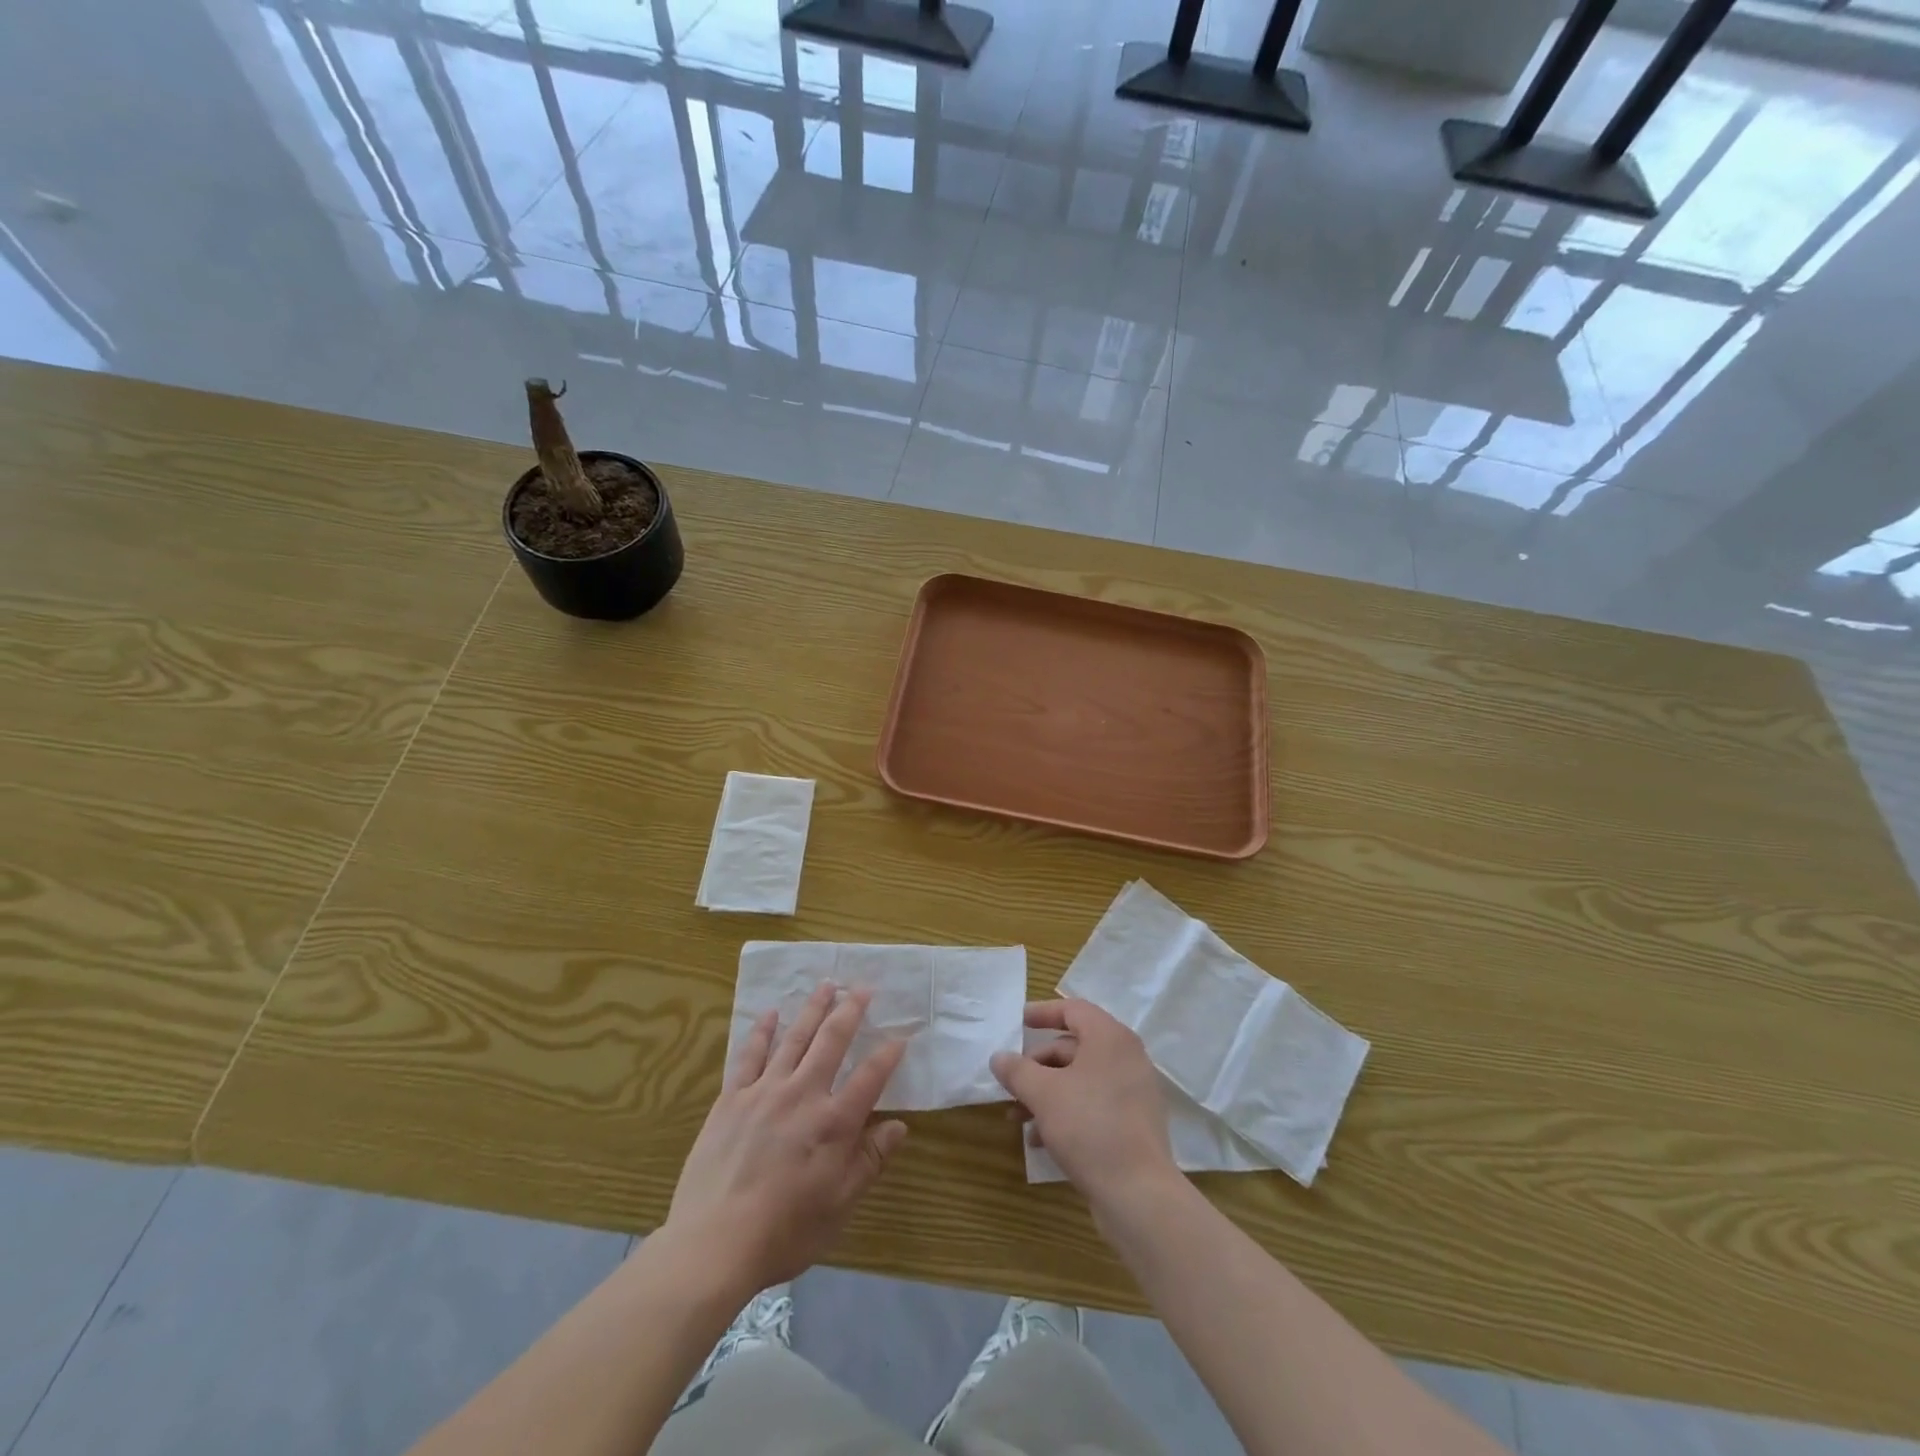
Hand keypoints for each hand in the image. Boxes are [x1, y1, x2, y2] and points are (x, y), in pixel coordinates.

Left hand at [665, 983, 908, 1294]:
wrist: (714, 1243)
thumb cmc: (785, 1231)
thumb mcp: (839, 1205)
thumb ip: (870, 1160)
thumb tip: (900, 1126)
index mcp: (834, 1122)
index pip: (870, 1076)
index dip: (888, 1054)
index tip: (902, 1035)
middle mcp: (803, 1094)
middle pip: (832, 1041)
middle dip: (851, 1010)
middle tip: (863, 987)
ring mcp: (765, 1091)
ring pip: (794, 1038)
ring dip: (813, 1009)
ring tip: (826, 985)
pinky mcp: (732, 1098)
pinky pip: (750, 1055)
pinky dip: (762, 1031)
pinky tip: (771, 1014)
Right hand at [991, 999, 1177, 1212]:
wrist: (1139, 1195)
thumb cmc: (1089, 1127)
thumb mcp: (1044, 1094)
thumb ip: (1018, 1070)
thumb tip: (999, 1057)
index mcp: (1110, 1038)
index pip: (1073, 1010)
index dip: (1043, 1013)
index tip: (1018, 1022)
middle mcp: (1126, 1058)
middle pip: (1073, 1047)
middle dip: (1037, 1066)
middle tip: (1011, 1084)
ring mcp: (1133, 1092)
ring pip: (1080, 1080)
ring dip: (1046, 1093)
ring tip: (1017, 1119)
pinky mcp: (1133, 1124)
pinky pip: (1093, 1105)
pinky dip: (1066, 1113)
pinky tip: (1040, 1140)